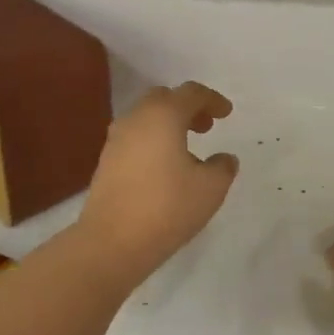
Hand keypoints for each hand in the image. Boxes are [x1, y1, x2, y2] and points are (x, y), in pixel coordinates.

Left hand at [79, 82, 238, 276]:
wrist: (112, 241)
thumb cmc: (167, 207)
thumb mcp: (211, 188)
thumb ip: (223, 167)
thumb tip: (224, 158)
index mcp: (163, 115)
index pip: (191, 93)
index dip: (213, 100)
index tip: (227, 113)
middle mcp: (136, 118)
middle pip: (164, 99)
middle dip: (187, 107)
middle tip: (206, 126)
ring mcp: (116, 139)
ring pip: (146, 118)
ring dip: (168, 124)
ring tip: (187, 148)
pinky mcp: (106, 161)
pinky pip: (135, 137)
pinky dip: (153, 140)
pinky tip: (165, 166)